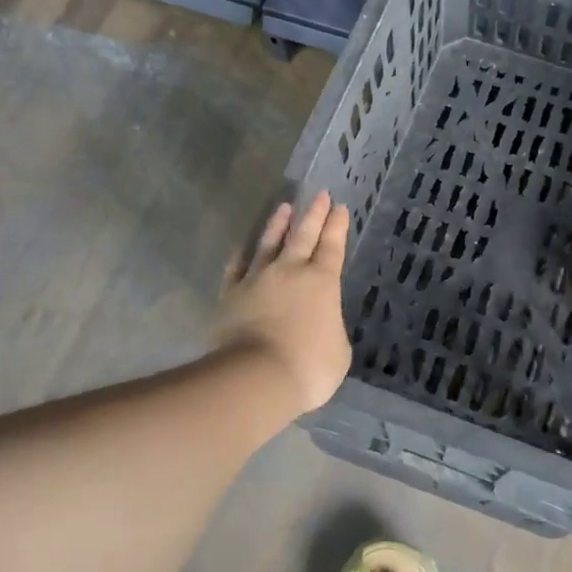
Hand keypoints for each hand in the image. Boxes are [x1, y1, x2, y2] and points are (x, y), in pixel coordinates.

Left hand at [212, 192, 352, 414]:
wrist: (257, 377)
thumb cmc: (309, 366)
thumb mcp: (338, 349)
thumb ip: (330, 327)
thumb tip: (320, 323)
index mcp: (322, 281)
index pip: (332, 246)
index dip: (337, 226)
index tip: (339, 207)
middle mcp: (290, 271)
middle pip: (303, 235)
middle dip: (314, 214)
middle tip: (320, 195)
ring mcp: (257, 279)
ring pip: (269, 243)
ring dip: (278, 225)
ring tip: (284, 208)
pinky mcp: (231, 294)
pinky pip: (236, 268)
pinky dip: (240, 255)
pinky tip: (241, 247)